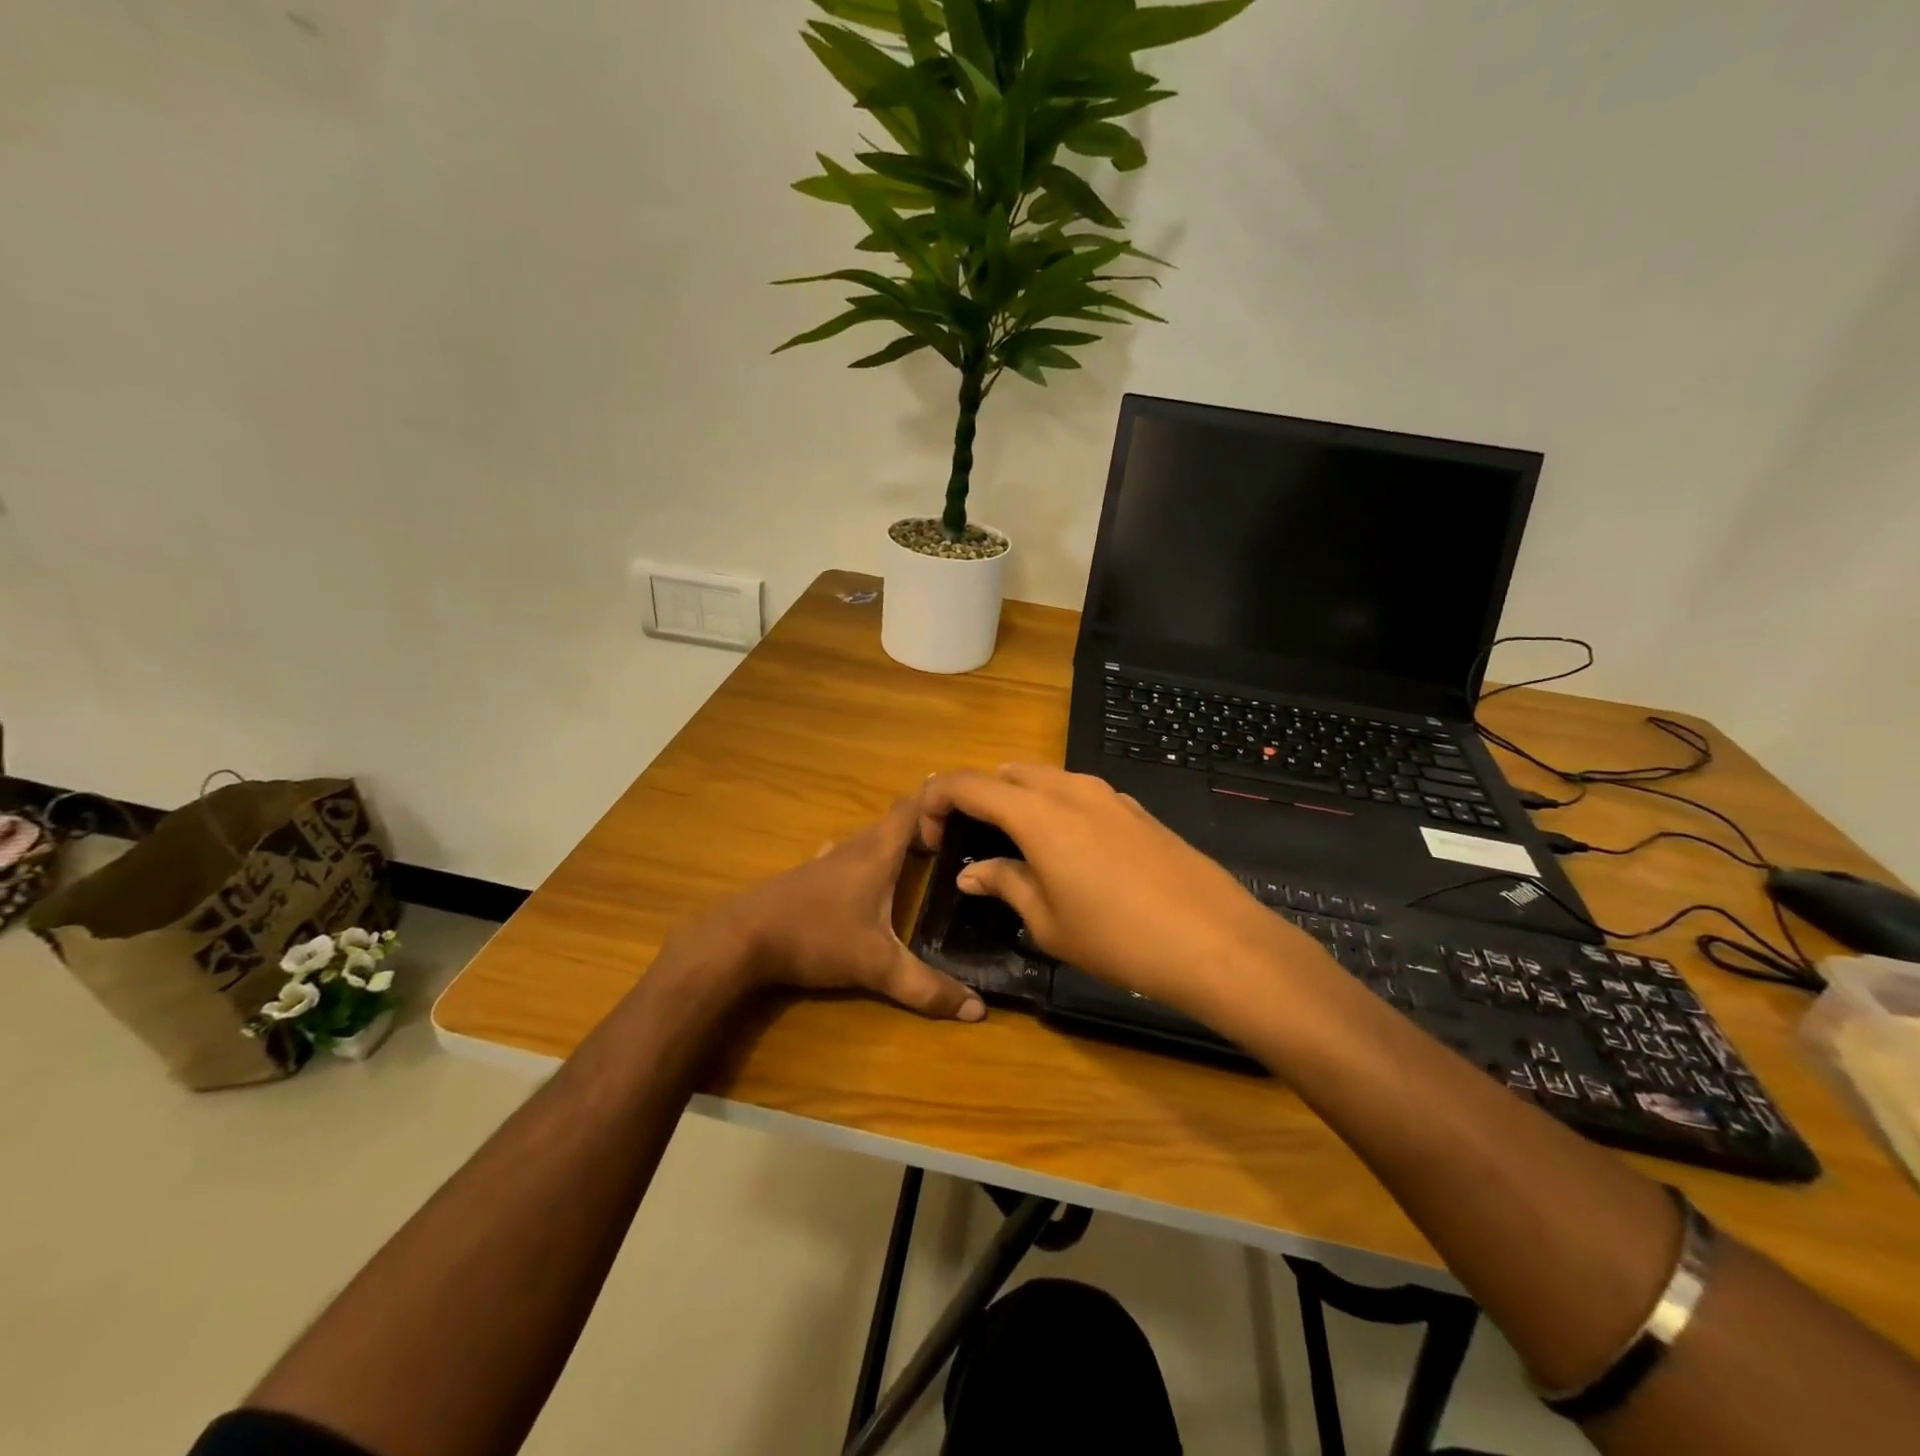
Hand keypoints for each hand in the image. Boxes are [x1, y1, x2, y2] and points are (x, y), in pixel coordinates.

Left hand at [678, 796, 984, 1021]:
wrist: (740, 939)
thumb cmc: (816, 938)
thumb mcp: (877, 967)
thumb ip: (926, 988)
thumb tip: (978, 1010)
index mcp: (877, 854)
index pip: (911, 809)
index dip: (937, 799)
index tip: (966, 798)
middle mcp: (853, 848)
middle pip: (891, 823)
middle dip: (922, 824)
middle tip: (953, 836)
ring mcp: (824, 861)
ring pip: (866, 840)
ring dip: (891, 841)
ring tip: (918, 854)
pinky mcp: (805, 878)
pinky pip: (842, 857)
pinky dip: (861, 859)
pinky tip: (858, 874)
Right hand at [919, 765, 1325, 1020]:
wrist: (1216, 942)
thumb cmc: (1118, 938)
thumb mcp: (1049, 921)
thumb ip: (1006, 884)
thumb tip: (972, 873)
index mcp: (1038, 814)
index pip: (968, 784)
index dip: (936, 800)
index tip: (928, 834)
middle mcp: (1071, 790)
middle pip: (1007, 773)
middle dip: (978, 795)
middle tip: (968, 837)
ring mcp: (1110, 796)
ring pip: (1047, 779)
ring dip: (1018, 799)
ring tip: (1013, 844)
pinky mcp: (1138, 811)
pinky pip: (1081, 794)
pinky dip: (1056, 808)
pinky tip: (1067, 851)